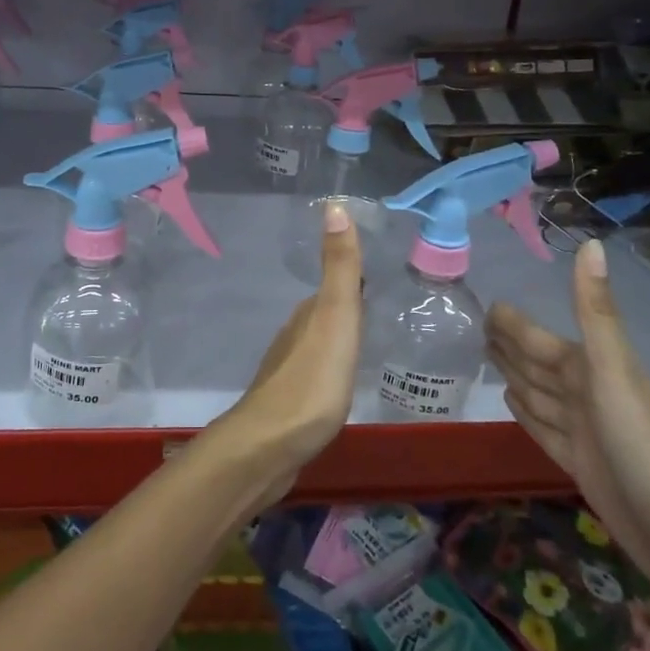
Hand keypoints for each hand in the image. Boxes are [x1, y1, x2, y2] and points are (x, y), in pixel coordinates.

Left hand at [211, 202, 362, 502]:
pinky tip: (339, 384)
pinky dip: (328, 370)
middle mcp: (294, 336)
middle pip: (324, 315)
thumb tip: (335, 204)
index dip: (353, 279)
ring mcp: (288, 371)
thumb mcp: (336, 318)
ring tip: (364, 345)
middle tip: (379, 308)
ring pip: (317, 345)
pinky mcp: (288, 404)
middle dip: (347, 308)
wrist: (270, 446)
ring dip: (336, 340)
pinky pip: (314, 376)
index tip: (377, 275)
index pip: (334, 288)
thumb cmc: (312, 380)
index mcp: (308, 315)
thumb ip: (339, 268)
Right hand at [486, 239, 649, 605]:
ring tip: (488, 356)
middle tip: (477, 326)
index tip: (488, 305)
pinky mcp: (577, 463)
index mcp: (589, 368)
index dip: (515, 323)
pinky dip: (524, 413)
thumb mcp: (613, 370)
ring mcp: (581, 429)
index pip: (539, 337)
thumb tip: (590, 242)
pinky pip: (541, 427)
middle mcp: (584, 393)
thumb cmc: (642, 443)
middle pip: (537, 362)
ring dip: (514, 373)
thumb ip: (594, 310)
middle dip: (510, 343)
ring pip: (536, 392)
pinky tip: (510, 402)